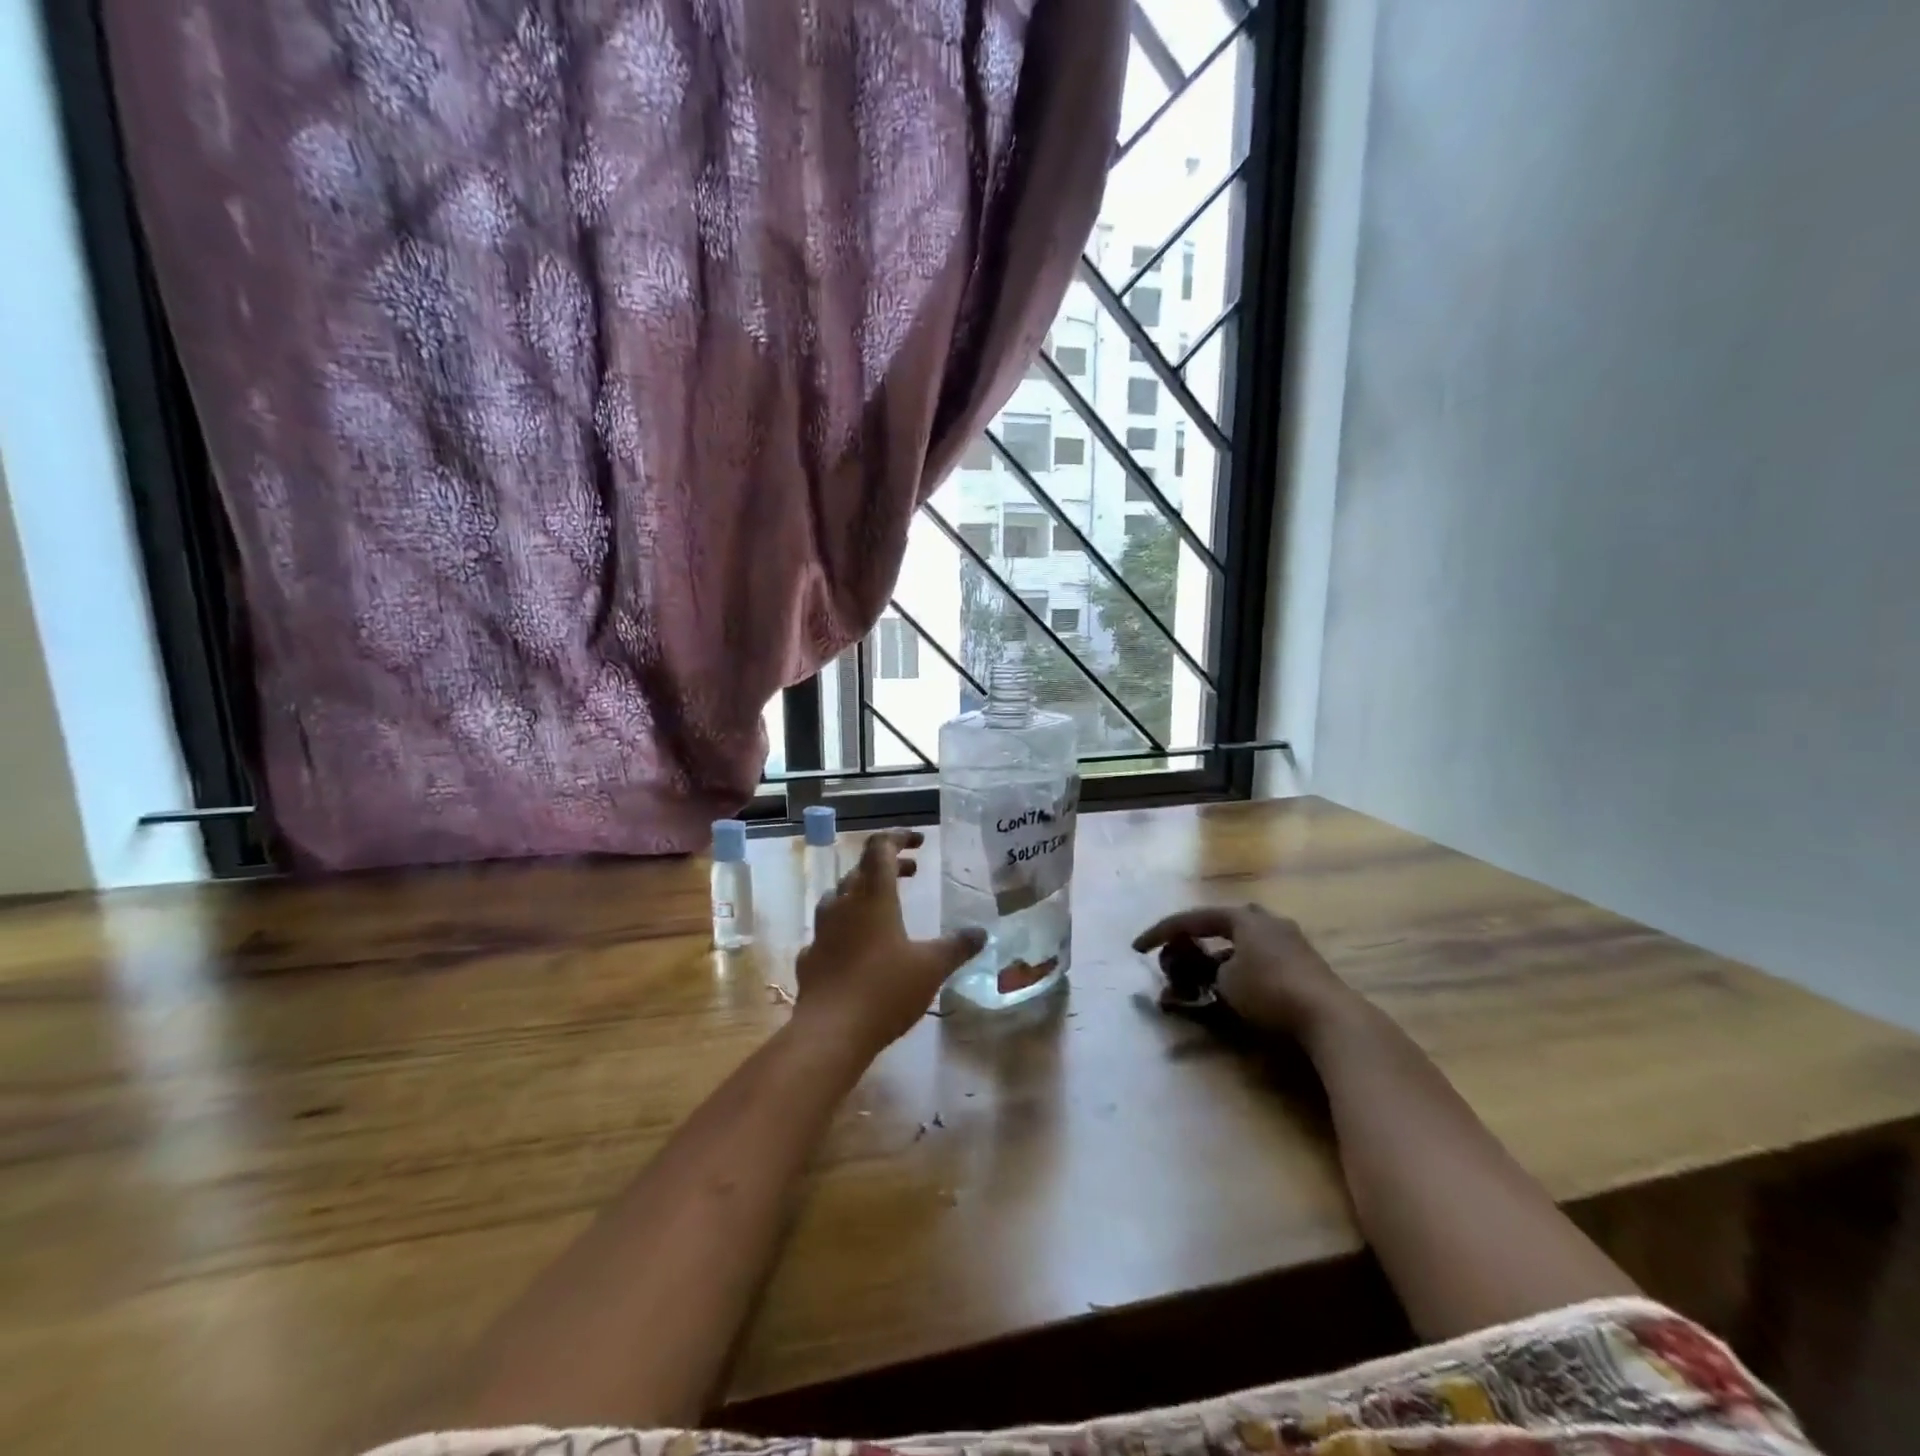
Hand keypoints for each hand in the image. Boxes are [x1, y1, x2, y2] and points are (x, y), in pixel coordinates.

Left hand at [793, 830, 985, 1054]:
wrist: (830, 1033)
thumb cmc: (885, 990)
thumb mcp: (932, 967)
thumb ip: (957, 946)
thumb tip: (981, 932)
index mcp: (874, 897)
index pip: (881, 848)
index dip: (899, 837)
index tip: (920, 841)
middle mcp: (844, 905)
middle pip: (861, 869)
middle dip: (888, 865)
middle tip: (913, 872)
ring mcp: (822, 931)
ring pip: (839, 896)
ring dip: (862, 892)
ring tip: (883, 905)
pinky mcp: (810, 958)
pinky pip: (828, 931)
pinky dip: (845, 928)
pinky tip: (856, 946)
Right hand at [1133, 903, 1352, 1039]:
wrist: (1329, 1016)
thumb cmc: (1270, 990)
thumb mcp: (1226, 982)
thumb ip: (1206, 972)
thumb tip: (1205, 974)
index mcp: (1242, 916)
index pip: (1190, 919)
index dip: (1160, 933)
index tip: (1137, 947)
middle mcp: (1265, 919)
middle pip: (1218, 924)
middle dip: (1194, 939)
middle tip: (1177, 955)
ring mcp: (1288, 939)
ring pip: (1240, 943)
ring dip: (1217, 957)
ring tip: (1203, 977)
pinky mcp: (1303, 963)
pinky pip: (1258, 958)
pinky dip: (1239, 968)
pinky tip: (1234, 988)